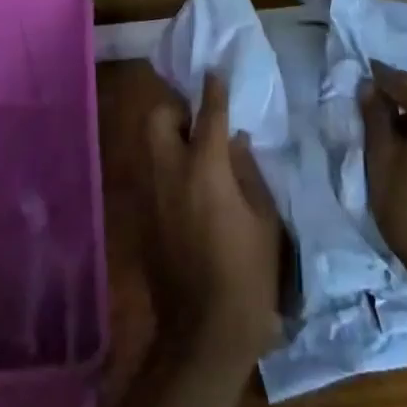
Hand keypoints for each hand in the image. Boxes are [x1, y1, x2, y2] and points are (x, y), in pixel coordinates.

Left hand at [144, 74, 284, 372]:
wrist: (204, 334)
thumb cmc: (248, 275)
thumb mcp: (264, 220)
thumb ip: (247, 171)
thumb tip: (234, 141)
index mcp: (204, 170)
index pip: (207, 115)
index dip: (213, 90)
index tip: (215, 72)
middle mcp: (168, 173)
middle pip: (156, 119)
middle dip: (175, 110)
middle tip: (199, 120)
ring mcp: (150, 196)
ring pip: (148, 146)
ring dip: (168, 138)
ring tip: (195, 151)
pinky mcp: (142, 218)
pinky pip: (150, 175)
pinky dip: (166, 167)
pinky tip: (188, 187)